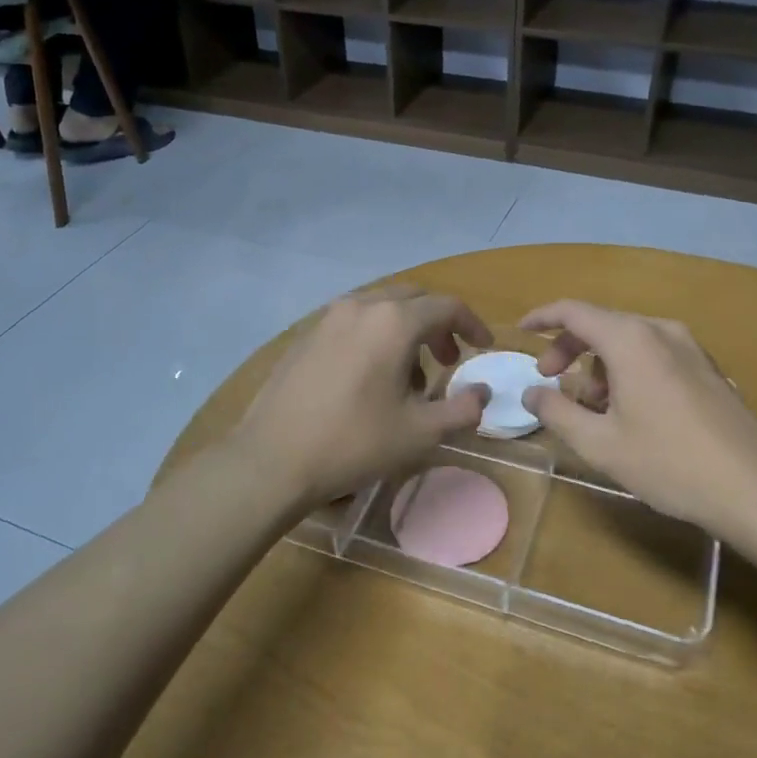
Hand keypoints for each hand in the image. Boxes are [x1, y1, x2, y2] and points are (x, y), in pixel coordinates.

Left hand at [226, 287, 492, 514]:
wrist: (273, 458)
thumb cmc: (354, 442)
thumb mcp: (420, 433)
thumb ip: (462, 409)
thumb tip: (483, 392)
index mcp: (394, 321)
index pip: (447, 307)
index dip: (472, 324)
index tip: (484, 348)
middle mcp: (361, 306)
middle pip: (413, 299)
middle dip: (438, 325)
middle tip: (449, 360)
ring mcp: (328, 318)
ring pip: (381, 309)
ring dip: (406, 331)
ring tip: (409, 377)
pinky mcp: (306, 335)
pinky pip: (353, 322)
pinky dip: (375, 336)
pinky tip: (369, 377)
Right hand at [518, 300, 756, 538]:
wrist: (755, 489)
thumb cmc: (668, 463)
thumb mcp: (600, 443)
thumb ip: (557, 411)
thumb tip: (531, 392)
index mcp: (631, 340)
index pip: (574, 311)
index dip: (542, 317)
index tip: (521, 331)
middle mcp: (661, 331)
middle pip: (602, 325)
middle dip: (569, 348)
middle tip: (551, 380)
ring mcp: (690, 348)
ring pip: (629, 341)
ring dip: (600, 364)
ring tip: (593, 408)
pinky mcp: (708, 369)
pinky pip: (655, 354)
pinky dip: (629, 370)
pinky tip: (630, 411)